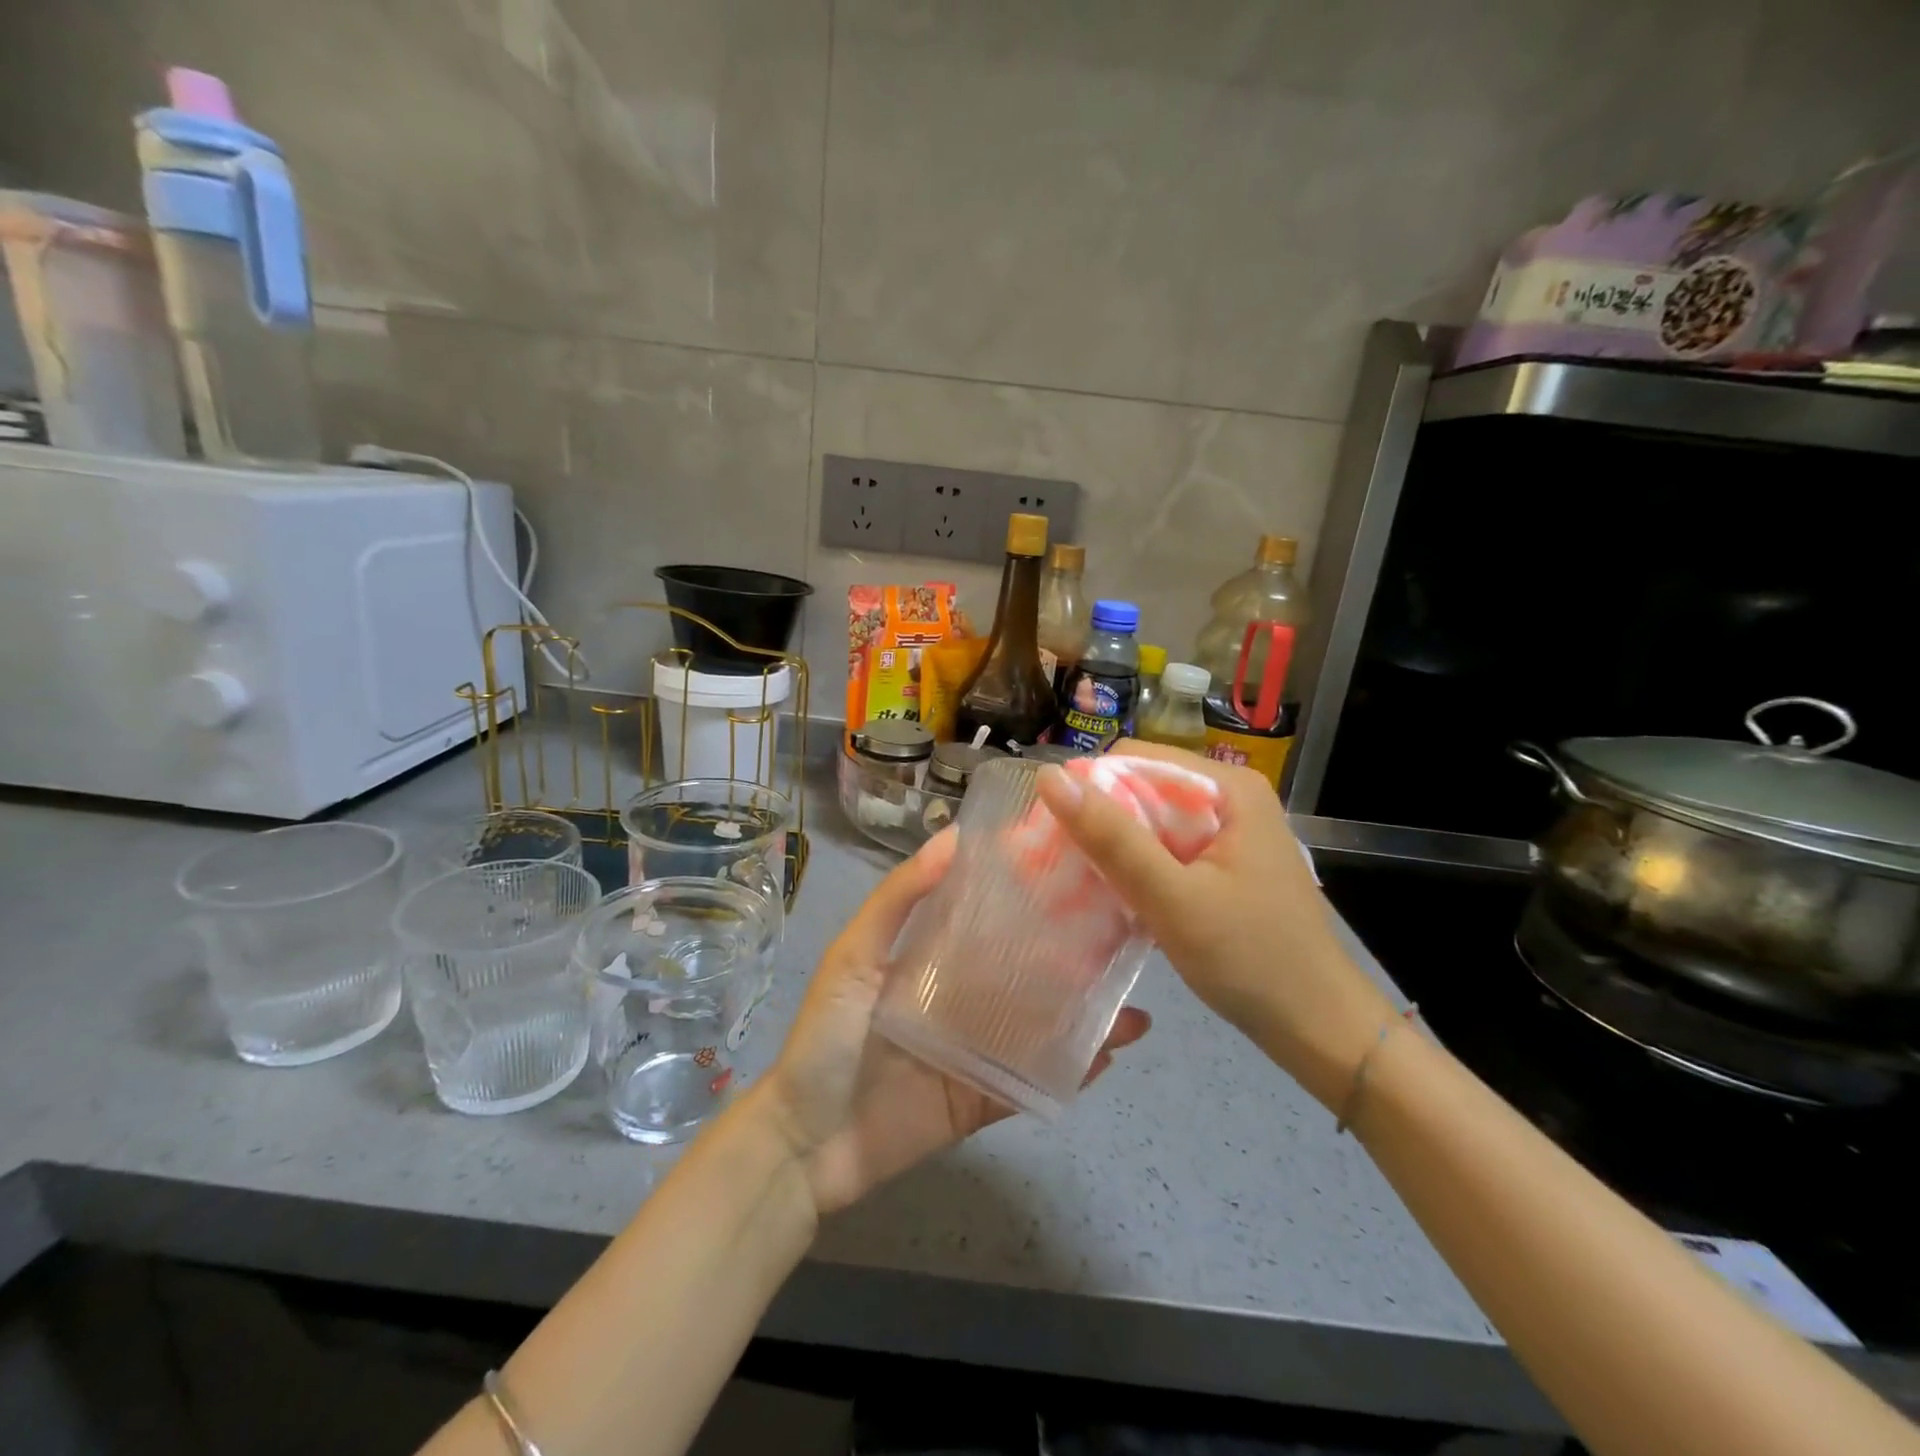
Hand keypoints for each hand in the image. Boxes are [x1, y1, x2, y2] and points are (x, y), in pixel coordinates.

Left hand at [753, 831, 1149, 1215]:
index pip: (990, 919)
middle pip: (1025, 973)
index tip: (1074, 872)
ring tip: (1134, 1000)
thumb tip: (953, 836)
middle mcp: (962, 1000)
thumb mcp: (854, 955)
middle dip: (1071, 957)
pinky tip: (1110, 1053)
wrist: (806, 1143)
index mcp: (934, 960)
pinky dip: (1071, 1071)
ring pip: (1041, 1027)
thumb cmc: (826, 1036)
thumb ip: (899, 898)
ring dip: (1085, 1015)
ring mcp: (978, 1052)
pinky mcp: (985, 1099)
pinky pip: (1034, 1082)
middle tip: (1125, 935)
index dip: (1027, 897)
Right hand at [1035, 742, 1391, 1110]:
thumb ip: (1112, 838)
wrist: (1318, 1028)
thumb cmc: (1251, 959)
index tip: (1054, 834)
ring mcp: (1228, 832)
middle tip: (1060, 865)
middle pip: (1142, 788)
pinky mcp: (1223, 863)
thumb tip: (1050, 778)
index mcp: (1228, 787)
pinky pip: (1165, 849)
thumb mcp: (1173, 898)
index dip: (1089, 789)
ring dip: (1112, 848)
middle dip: (1099, 822)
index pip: (1135, 759)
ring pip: (1149, 821)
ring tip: (1077, 882)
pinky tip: (1113, 896)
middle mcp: (1229, 798)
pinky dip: (1135, 868)